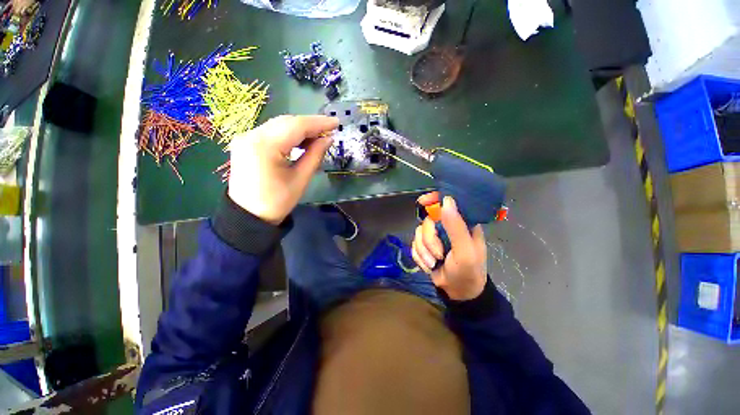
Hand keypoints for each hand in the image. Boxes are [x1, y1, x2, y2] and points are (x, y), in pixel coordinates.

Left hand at [228, 115, 338, 224]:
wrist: (249, 215)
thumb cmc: (277, 202)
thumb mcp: (300, 179)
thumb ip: (315, 155)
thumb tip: (328, 138)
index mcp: (264, 146)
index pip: (296, 126)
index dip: (318, 123)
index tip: (336, 122)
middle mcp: (251, 135)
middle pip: (286, 122)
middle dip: (310, 125)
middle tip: (330, 129)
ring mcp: (246, 137)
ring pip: (279, 125)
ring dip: (300, 129)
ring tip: (319, 136)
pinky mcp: (246, 143)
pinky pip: (272, 132)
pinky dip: (289, 134)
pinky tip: (302, 141)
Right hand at [411, 192, 487, 299]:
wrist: (458, 293)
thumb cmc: (468, 272)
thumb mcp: (465, 251)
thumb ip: (456, 227)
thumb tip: (446, 200)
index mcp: (461, 223)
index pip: (446, 202)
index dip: (433, 199)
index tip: (422, 203)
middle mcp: (446, 226)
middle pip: (427, 221)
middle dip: (429, 240)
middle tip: (438, 254)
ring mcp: (434, 237)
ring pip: (418, 233)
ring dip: (424, 251)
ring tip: (434, 263)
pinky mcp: (425, 247)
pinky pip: (414, 245)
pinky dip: (420, 257)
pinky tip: (429, 265)